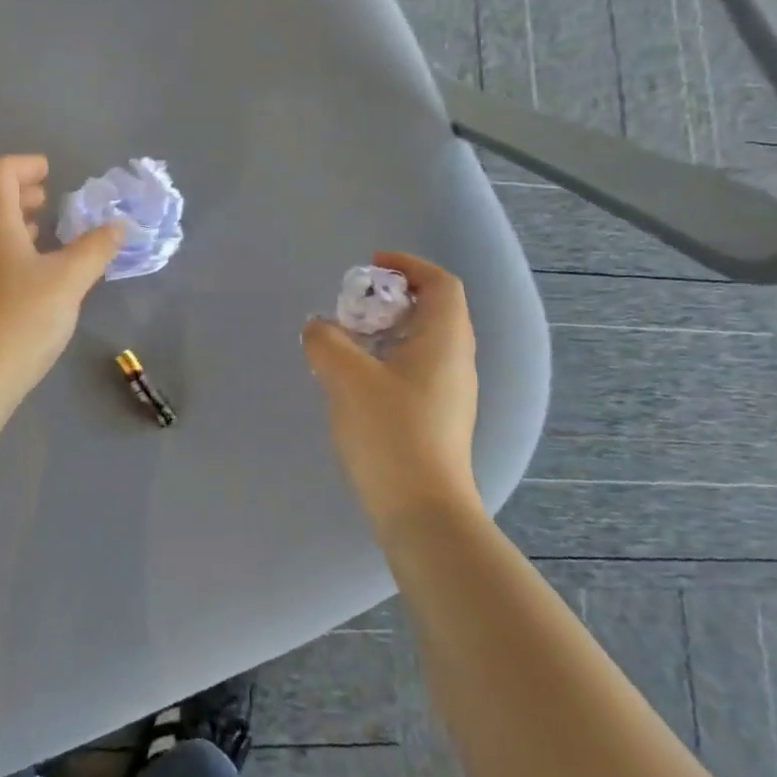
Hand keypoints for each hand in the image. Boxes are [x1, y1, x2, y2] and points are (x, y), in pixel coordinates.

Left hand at [0, 155, 123, 395]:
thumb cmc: (19, 318)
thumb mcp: (68, 281)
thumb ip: (95, 249)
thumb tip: (118, 226)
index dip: (25, 166)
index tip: (49, 171)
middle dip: (16, 193)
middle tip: (46, 199)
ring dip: (7, 222)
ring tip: (37, 232)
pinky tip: (21, 274)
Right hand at [301, 252, 480, 530]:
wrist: (422, 509)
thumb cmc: (390, 431)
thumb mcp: (346, 377)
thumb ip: (326, 341)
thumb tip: (319, 328)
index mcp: (445, 341)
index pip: (441, 284)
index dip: (409, 266)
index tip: (371, 266)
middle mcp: (457, 362)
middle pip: (434, 311)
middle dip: (393, 299)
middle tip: (354, 306)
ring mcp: (452, 394)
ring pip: (424, 344)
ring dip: (388, 332)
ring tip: (349, 342)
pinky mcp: (439, 419)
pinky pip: (417, 371)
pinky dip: (389, 360)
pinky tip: (357, 381)